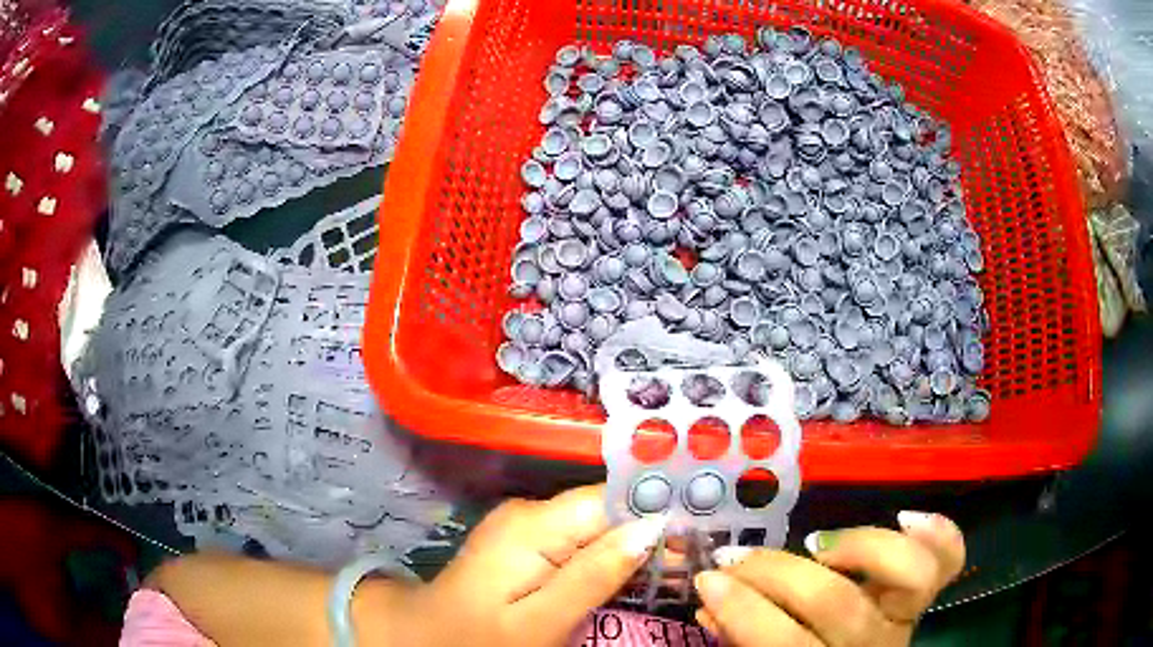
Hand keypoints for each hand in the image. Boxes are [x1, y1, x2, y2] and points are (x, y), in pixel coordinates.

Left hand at [398, 485, 665, 646]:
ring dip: (633, 544)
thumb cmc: (480, 638)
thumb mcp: (540, 622)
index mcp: (533, 525)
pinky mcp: (527, 542)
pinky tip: (632, 570)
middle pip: (607, 510)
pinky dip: (608, 554)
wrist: (426, 636)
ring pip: (597, 525)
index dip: (656, 513)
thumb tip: (649, 529)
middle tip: (691, 559)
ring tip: (673, 565)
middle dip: (650, 531)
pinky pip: (579, 540)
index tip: (697, 535)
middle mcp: (531, 513)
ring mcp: (526, 526)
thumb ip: (593, 575)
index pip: (611, 500)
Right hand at [693, 512, 964, 646]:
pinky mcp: (924, 598)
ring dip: (858, 548)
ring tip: (816, 544)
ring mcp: (905, 618)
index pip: (784, 642)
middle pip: (835, 602)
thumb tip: (710, 600)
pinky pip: (948, 560)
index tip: (710, 580)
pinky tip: (905, 517)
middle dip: (775, 573)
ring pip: (906, 575)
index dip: (744, 610)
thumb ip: (741, 638)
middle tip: (737, 557)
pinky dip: (937, 533)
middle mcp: (872, 645)